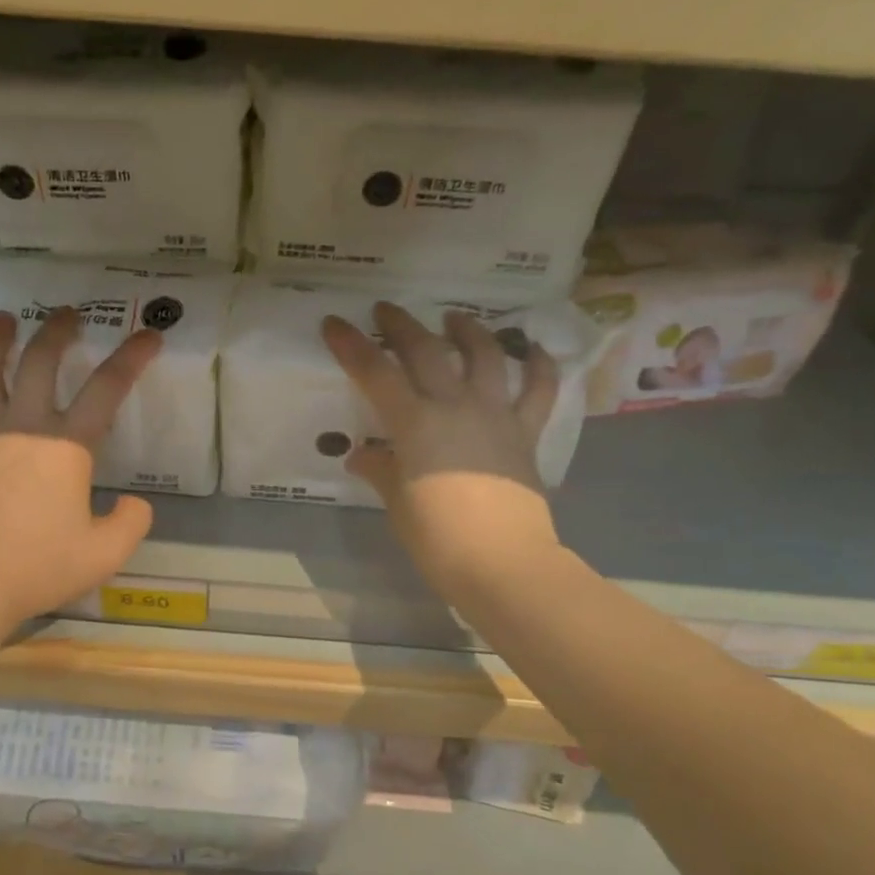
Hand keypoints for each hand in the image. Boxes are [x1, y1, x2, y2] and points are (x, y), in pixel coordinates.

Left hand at [0, 307, 161, 633]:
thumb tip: (134, 503)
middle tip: (69, 312)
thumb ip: (129, 523)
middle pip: (41, 362)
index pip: (107, 388)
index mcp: (65, 445)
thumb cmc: (37, 566)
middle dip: (58, 331)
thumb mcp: (104, 554)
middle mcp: (24, 427)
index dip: (133, 357)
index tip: (151, 334)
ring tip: (3, 318)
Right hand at [323, 302, 563, 601]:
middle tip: (386, 310)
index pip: (375, 373)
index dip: (351, 345)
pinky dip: (540, 366)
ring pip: (485, 355)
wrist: (503, 564)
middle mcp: (454, 406)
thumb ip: (381, 470)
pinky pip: (539, 391)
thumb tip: (364, 456)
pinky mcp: (526, 432)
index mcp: (414, 423)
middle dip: (401, 325)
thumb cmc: (438, 539)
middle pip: (425, 351)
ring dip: (468, 330)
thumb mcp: (398, 503)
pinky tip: (535, 349)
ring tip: (455, 318)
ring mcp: (495, 415)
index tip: (334, 323)